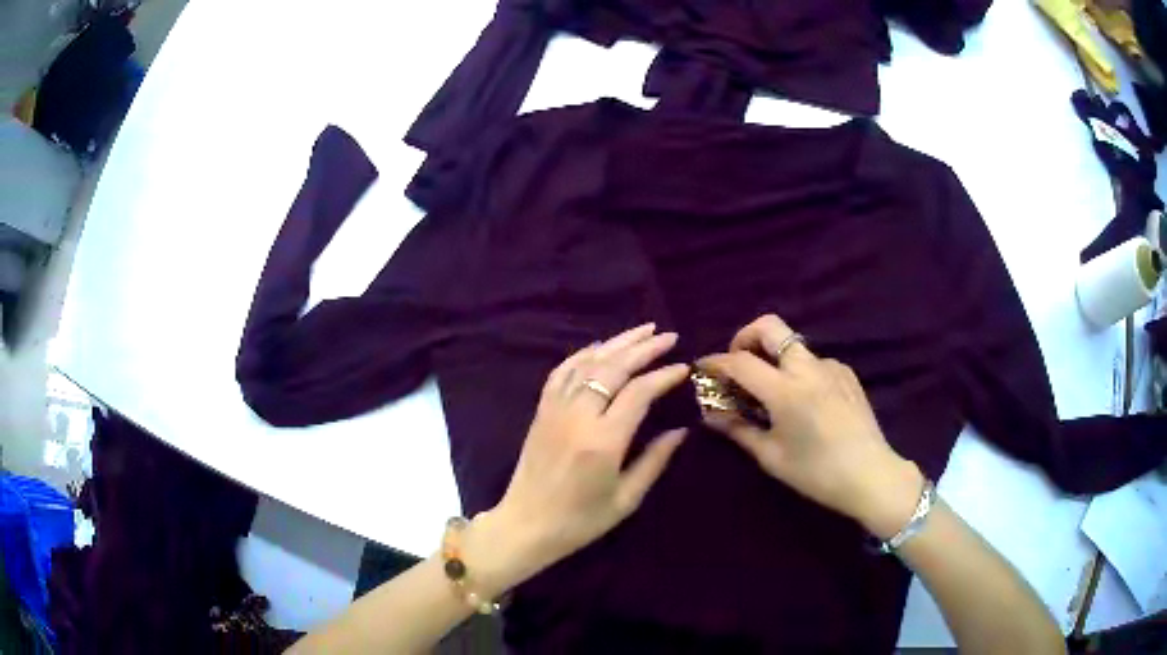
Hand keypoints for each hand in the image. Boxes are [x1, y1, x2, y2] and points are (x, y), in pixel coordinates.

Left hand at [468, 324, 689, 596]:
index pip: (638, 393)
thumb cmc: (580, 521)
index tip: (683, 368)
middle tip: (668, 336)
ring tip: (643, 331)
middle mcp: (578, 417)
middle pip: (613, 368)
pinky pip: (562, 372)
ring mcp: (555, 410)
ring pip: (587, 363)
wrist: (525, 525)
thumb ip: (655, 461)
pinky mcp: (541, 411)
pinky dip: (582, 355)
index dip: (663, 376)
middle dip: (643, 348)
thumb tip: (681, 431)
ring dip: (617, 343)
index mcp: (603, 442)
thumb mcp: (626, 499)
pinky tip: (600, 348)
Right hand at [698, 314, 922, 538]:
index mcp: (786, 390)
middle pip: (770, 327)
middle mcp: (808, 368)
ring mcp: (831, 366)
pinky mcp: (847, 373)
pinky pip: (814, 362)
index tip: (702, 368)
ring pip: (794, 345)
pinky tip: (804, 402)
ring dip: (774, 357)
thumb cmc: (816, 473)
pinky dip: (799, 372)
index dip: (716, 362)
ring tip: (772, 392)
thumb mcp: (771, 457)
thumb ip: (739, 430)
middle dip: (746, 336)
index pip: (740, 362)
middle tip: (737, 361)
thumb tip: (711, 415)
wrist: (871, 475)